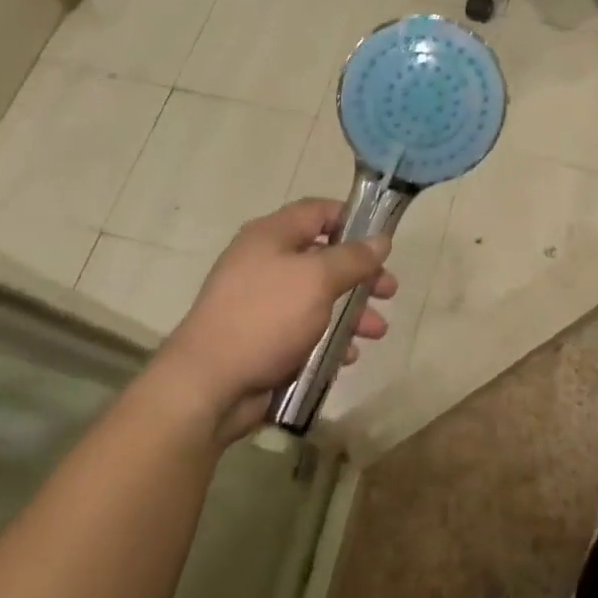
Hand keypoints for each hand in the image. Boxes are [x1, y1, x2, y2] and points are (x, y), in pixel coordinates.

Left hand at [150, 199, 394, 442]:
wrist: (208, 385)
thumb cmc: (266, 317)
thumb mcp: (318, 279)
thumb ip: (354, 258)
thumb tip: (381, 239)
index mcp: (271, 235)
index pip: (318, 211)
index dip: (353, 220)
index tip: (382, 241)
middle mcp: (265, 261)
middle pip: (324, 257)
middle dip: (361, 275)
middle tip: (389, 291)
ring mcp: (262, 301)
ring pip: (318, 297)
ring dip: (352, 312)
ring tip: (376, 332)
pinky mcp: (262, 337)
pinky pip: (304, 329)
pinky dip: (329, 338)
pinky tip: (347, 356)